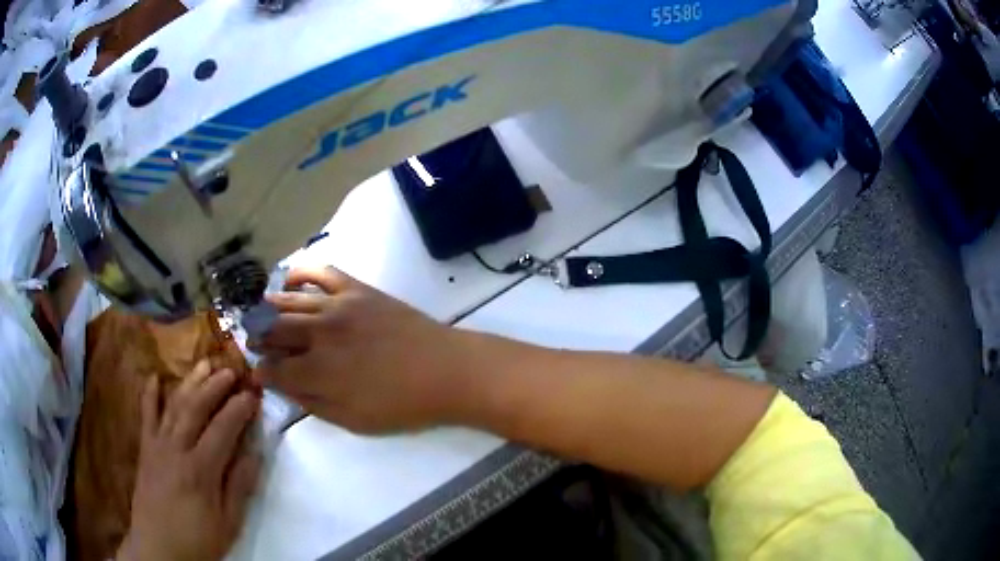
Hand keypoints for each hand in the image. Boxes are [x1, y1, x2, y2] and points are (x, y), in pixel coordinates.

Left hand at [118, 361, 261, 560]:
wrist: (159, 549)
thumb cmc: (198, 540)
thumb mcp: (228, 522)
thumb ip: (240, 486)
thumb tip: (255, 452)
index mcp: (201, 470)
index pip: (223, 429)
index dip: (239, 409)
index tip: (253, 394)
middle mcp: (176, 449)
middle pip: (196, 408)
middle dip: (215, 386)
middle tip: (231, 369)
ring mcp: (157, 445)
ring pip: (173, 405)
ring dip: (190, 382)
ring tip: (204, 363)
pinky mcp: (145, 448)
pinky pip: (146, 415)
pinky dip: (149, 394)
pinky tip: (154, 377)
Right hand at [252, 267, 476, 433]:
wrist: (445, 370)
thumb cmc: (402, 404)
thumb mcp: (354, 420)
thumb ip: (314, 404)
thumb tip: (285, 388)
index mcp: (317, 372)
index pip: (274, 369)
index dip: (262, 372)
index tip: (259, 373)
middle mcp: (319, 335)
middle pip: (273, 331)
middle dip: (258, 338)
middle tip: (254, 342)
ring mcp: (336, 307)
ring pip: (289, 302)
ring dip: (269, 309)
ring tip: (259, 314)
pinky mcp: (356, 289)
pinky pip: (321, 272)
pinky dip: (301, 272)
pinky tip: (289, 279)